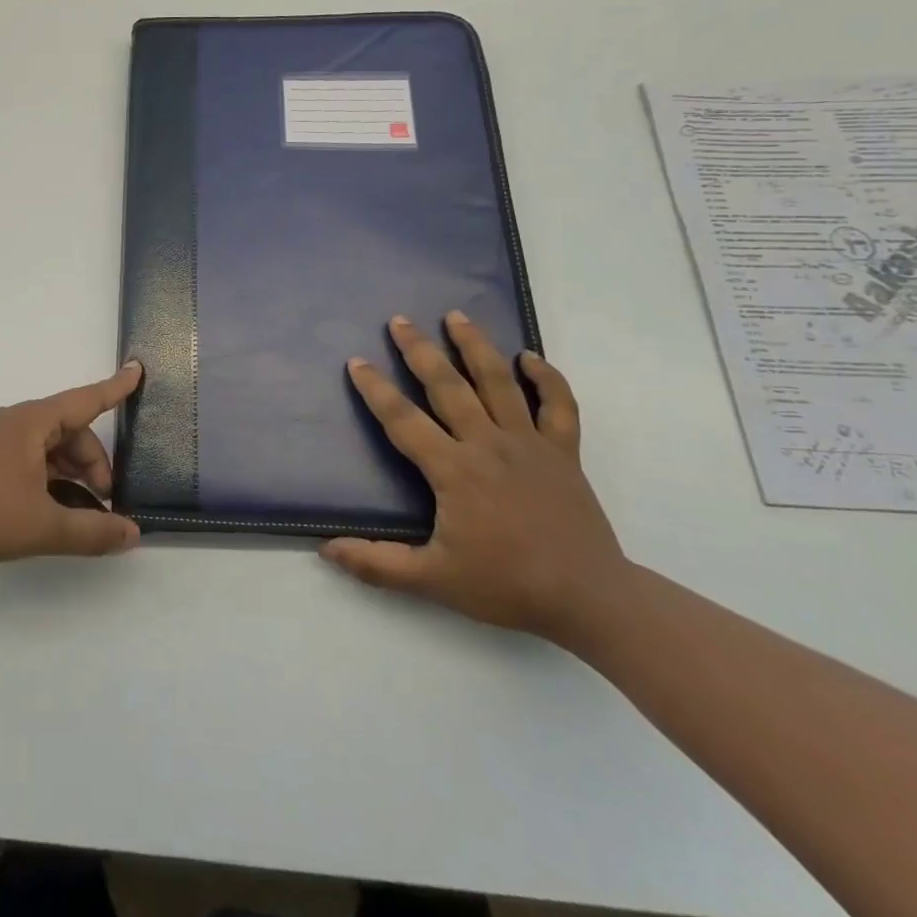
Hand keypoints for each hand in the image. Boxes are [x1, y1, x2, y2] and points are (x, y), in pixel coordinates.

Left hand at [0, 361, 144, 568]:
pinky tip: (50, 513)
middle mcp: (12, 423)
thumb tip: (132, 534)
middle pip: (68, 433)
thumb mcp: (44, 526)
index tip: (137, 369)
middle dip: (94, 465)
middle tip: (106, 504)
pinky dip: (46, 480)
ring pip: (46, 450)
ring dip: (70, 476)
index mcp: (31, 422)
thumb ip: (93, 531)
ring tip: (82, 516)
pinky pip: (25, 460)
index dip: (115, 388)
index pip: (85, 400)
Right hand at [321, 312, 626, 641]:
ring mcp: (529, 444)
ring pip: (498, 382)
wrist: (590, 600)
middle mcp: (487, 444)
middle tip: (399, 320)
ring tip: (455, 316)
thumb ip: (378, 564)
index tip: (357, 362)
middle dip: (419, 350)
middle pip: (447, 385)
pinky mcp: (563, 453)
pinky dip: (547, 378)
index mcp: (453, 470)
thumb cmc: (507, 586)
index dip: (376, 390)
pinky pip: (558, 406)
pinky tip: (530, 357)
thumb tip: (326, 549)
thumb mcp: (433, 581)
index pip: (403, 419)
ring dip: (475, 346)